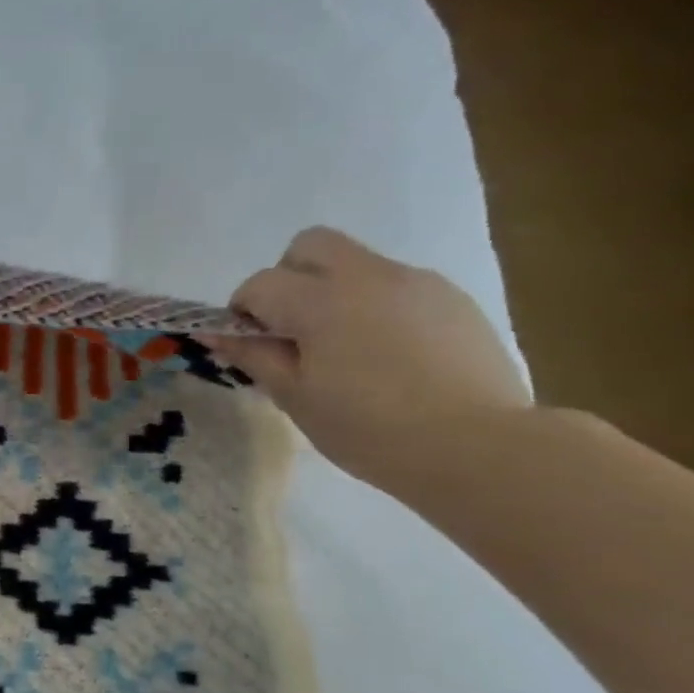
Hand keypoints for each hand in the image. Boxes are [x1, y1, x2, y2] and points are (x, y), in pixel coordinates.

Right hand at [204, 227, 531, 490]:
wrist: (476, 447)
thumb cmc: (368, 429)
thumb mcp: (296, 398)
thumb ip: (255, 356)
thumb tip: (218, 333)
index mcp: (321, 301)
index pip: (260, 283)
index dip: (243, 311)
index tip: (250, 345)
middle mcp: (367, 276)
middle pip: (310, 245)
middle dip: (288, 277)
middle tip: (292, 328)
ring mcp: (416, 282)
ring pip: (356, 264)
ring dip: (333, 292)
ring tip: (346, 351)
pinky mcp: (451, 298)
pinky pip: (396, 286)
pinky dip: (376, 308)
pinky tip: (389, 358)